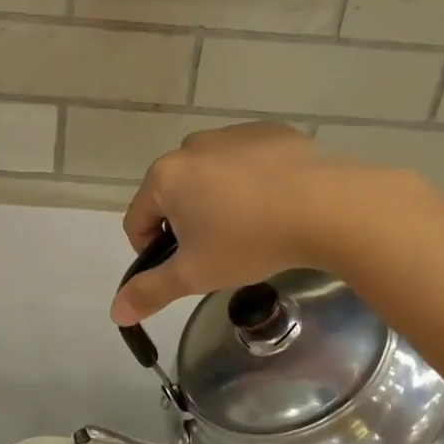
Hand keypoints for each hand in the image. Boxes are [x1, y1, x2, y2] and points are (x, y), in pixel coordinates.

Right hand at [109, 121, 426, 324]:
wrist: (328, 206)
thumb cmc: (249, 240)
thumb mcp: (195, 274)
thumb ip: (151, 291)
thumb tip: (115, 312)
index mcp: (164, 177)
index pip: (137, 221)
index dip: (153, 252)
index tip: (186, 269)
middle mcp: (190, 147)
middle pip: (173, 195)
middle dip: (188, 224)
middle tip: (221, 251)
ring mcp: (231, 134)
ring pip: (209, 177)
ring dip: (218, 201)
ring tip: (253, 227)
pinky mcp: (269, 132)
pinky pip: (246, 162)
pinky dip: (251, 181)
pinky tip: (277, 203)